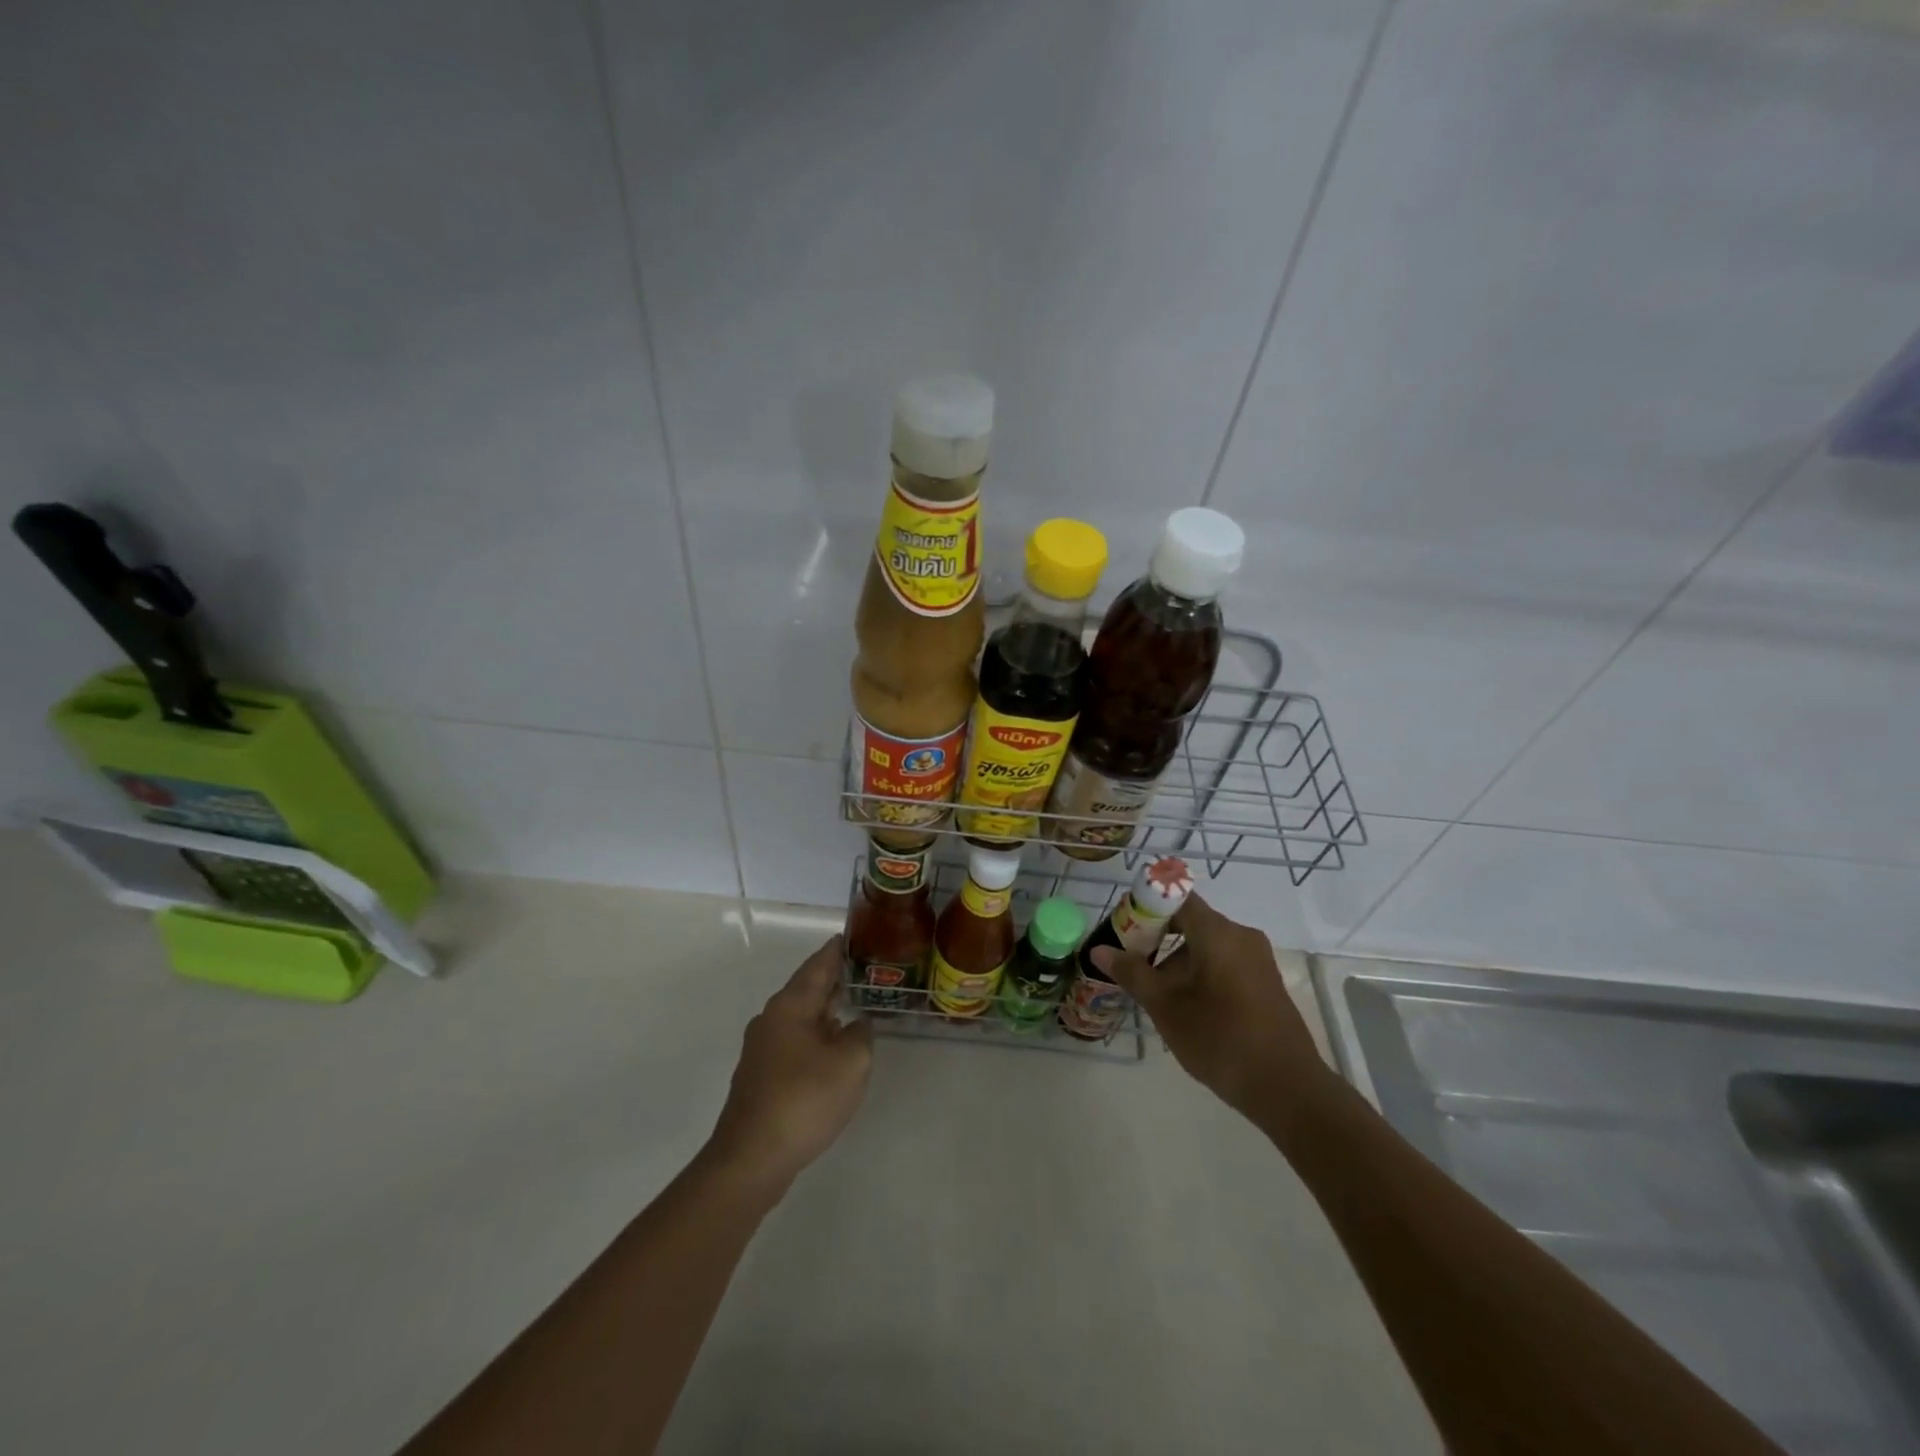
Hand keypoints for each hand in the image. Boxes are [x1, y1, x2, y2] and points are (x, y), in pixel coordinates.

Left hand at [706, 936, 873, 1189]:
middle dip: (834, 980)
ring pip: (801, 1017)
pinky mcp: (761, 1076)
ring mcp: (762, 1049)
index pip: (818, 964)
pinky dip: (817, 1036)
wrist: (751, 1159)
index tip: (853, 935)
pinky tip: (833, 1051)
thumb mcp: (851, 1062)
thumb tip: (855, 1024)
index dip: (837, 950)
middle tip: (866, 971)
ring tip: (855, 1007)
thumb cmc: (804, 1100)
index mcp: (791, 1005)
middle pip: (807, 989)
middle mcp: (771, 1019)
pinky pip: (795, 1042)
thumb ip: (861, 1034)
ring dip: (826, 1011)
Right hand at [1092, 895, 1327, 1120]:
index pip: (1175, 898)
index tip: (1121, 929)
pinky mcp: (1264, 982)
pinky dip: (1198, 973)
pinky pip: (1223, 962)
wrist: (1288, 1088)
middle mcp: (1241, 936)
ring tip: (1152, 993)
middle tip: (1128, 963)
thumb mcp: (1166, 1007)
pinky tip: (1184, 1006)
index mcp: (1218, 932)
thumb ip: (1132, 973)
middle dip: (1155, 938)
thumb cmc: (1220, 1039)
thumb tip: (1099, 950)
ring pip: (1205, 945)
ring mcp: (1257, 959)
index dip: (1145, 907)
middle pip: (1189, 922)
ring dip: (1175, 961)